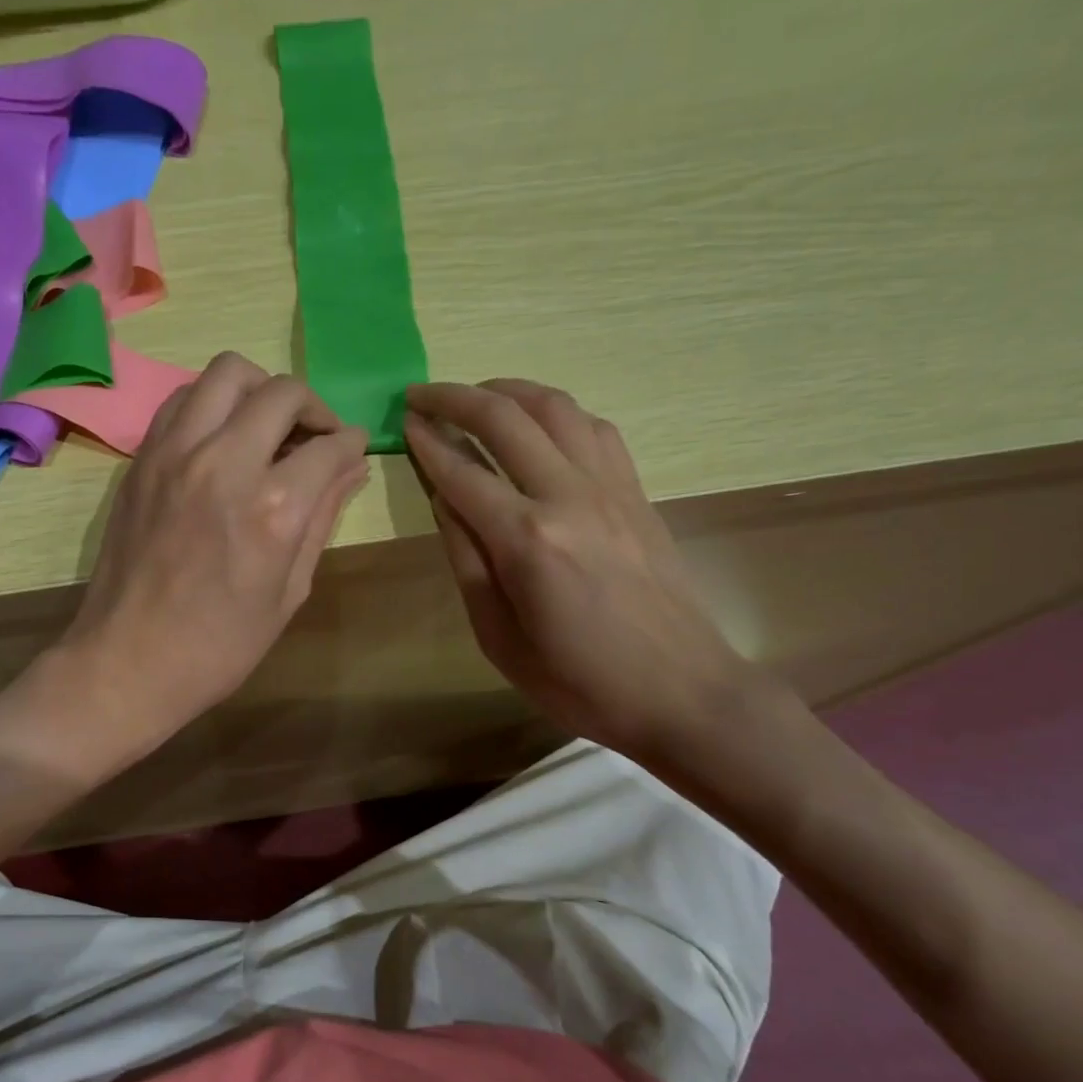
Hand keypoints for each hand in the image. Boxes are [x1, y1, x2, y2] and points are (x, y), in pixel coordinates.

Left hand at [56, 352, 368, 756]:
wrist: (128, 662)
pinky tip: (222, 436)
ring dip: (260, 390)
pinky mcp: (143, 458)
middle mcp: (224, 463)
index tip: (353, 451)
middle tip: (317, 438)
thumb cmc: (220, 646)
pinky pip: (183, 399)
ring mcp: (175, 454)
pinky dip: (212, 402)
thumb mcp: (288, 593)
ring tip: (269, 425)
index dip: (350, 444)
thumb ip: (322, 518)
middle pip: (281, 393)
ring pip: (227, 373)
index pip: (328, 446)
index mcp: (272, 508)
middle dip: (313, 407)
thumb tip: (352, 469)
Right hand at [404, 379, 762, 768]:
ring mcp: (611, 487)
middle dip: (455, 397)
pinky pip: (595, 429)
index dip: (426, 442)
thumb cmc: (578, 681)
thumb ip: (467, 560)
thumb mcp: (499, 637)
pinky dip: (558, 412)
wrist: (681, 692)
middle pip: (505, 419)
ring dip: (508, 389)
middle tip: (421, 394)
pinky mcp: (637, 491)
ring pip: (555, 408)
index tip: (401, 421)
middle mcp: (569, 496)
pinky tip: (540, 423)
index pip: (461, 472)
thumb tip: (443, 499)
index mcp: (527, 540)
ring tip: (476, 395)